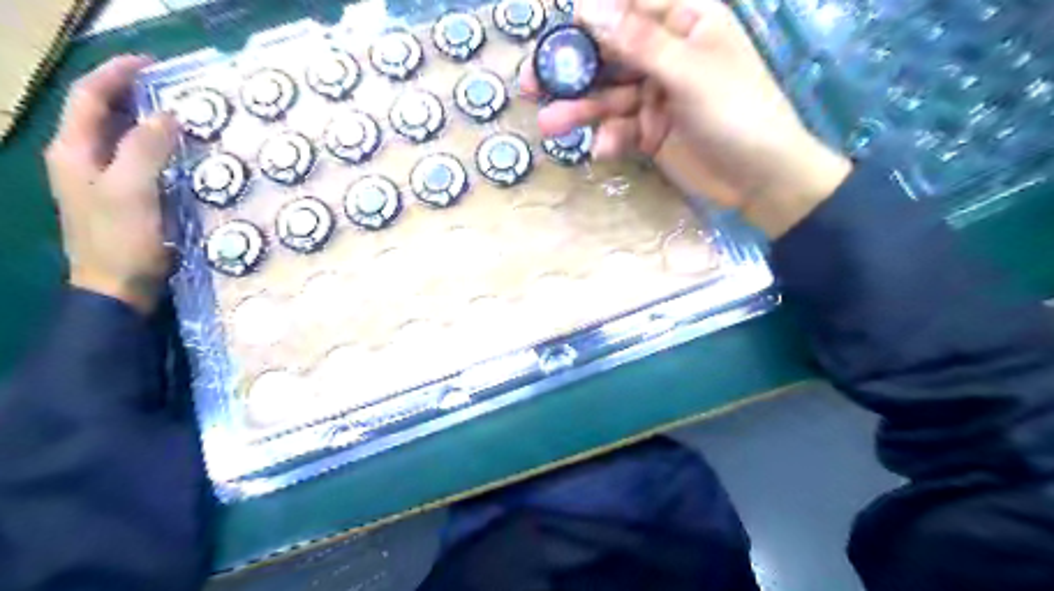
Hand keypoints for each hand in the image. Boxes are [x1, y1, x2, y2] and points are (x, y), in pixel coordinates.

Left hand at [46, 53, 176, 318]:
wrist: (117, 286)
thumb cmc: (122, 239)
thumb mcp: (132, 190)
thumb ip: (145, 149)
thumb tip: (168, 115)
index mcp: (73, 150)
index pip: (90, 97)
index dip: (117, 75)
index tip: (154, 65)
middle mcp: (81, 158)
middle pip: (102, 112)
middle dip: (134, 93)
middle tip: (176, 89)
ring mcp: (101, 178)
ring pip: (121, 135)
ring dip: (147, 119)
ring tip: (183, 114)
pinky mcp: (122, 194)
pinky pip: (137, 158)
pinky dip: (156, 145)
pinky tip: (180, 150)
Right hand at [522, 0, 849, 236]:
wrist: (760, 179)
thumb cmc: (736, 112)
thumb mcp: (687, 72)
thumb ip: (638, 42)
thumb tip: (587, 6)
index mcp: (685, 22)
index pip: (629, 7)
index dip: (590, 18)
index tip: (552, 33)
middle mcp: (666, 55)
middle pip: (609, 55)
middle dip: (572, 72)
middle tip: (530, 84)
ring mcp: (656, 96)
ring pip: (608, 97)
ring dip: (580, 111)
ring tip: (550, 126)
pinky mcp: (650, 132)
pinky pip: (620, 130)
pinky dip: (609, 139)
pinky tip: (602, 150)